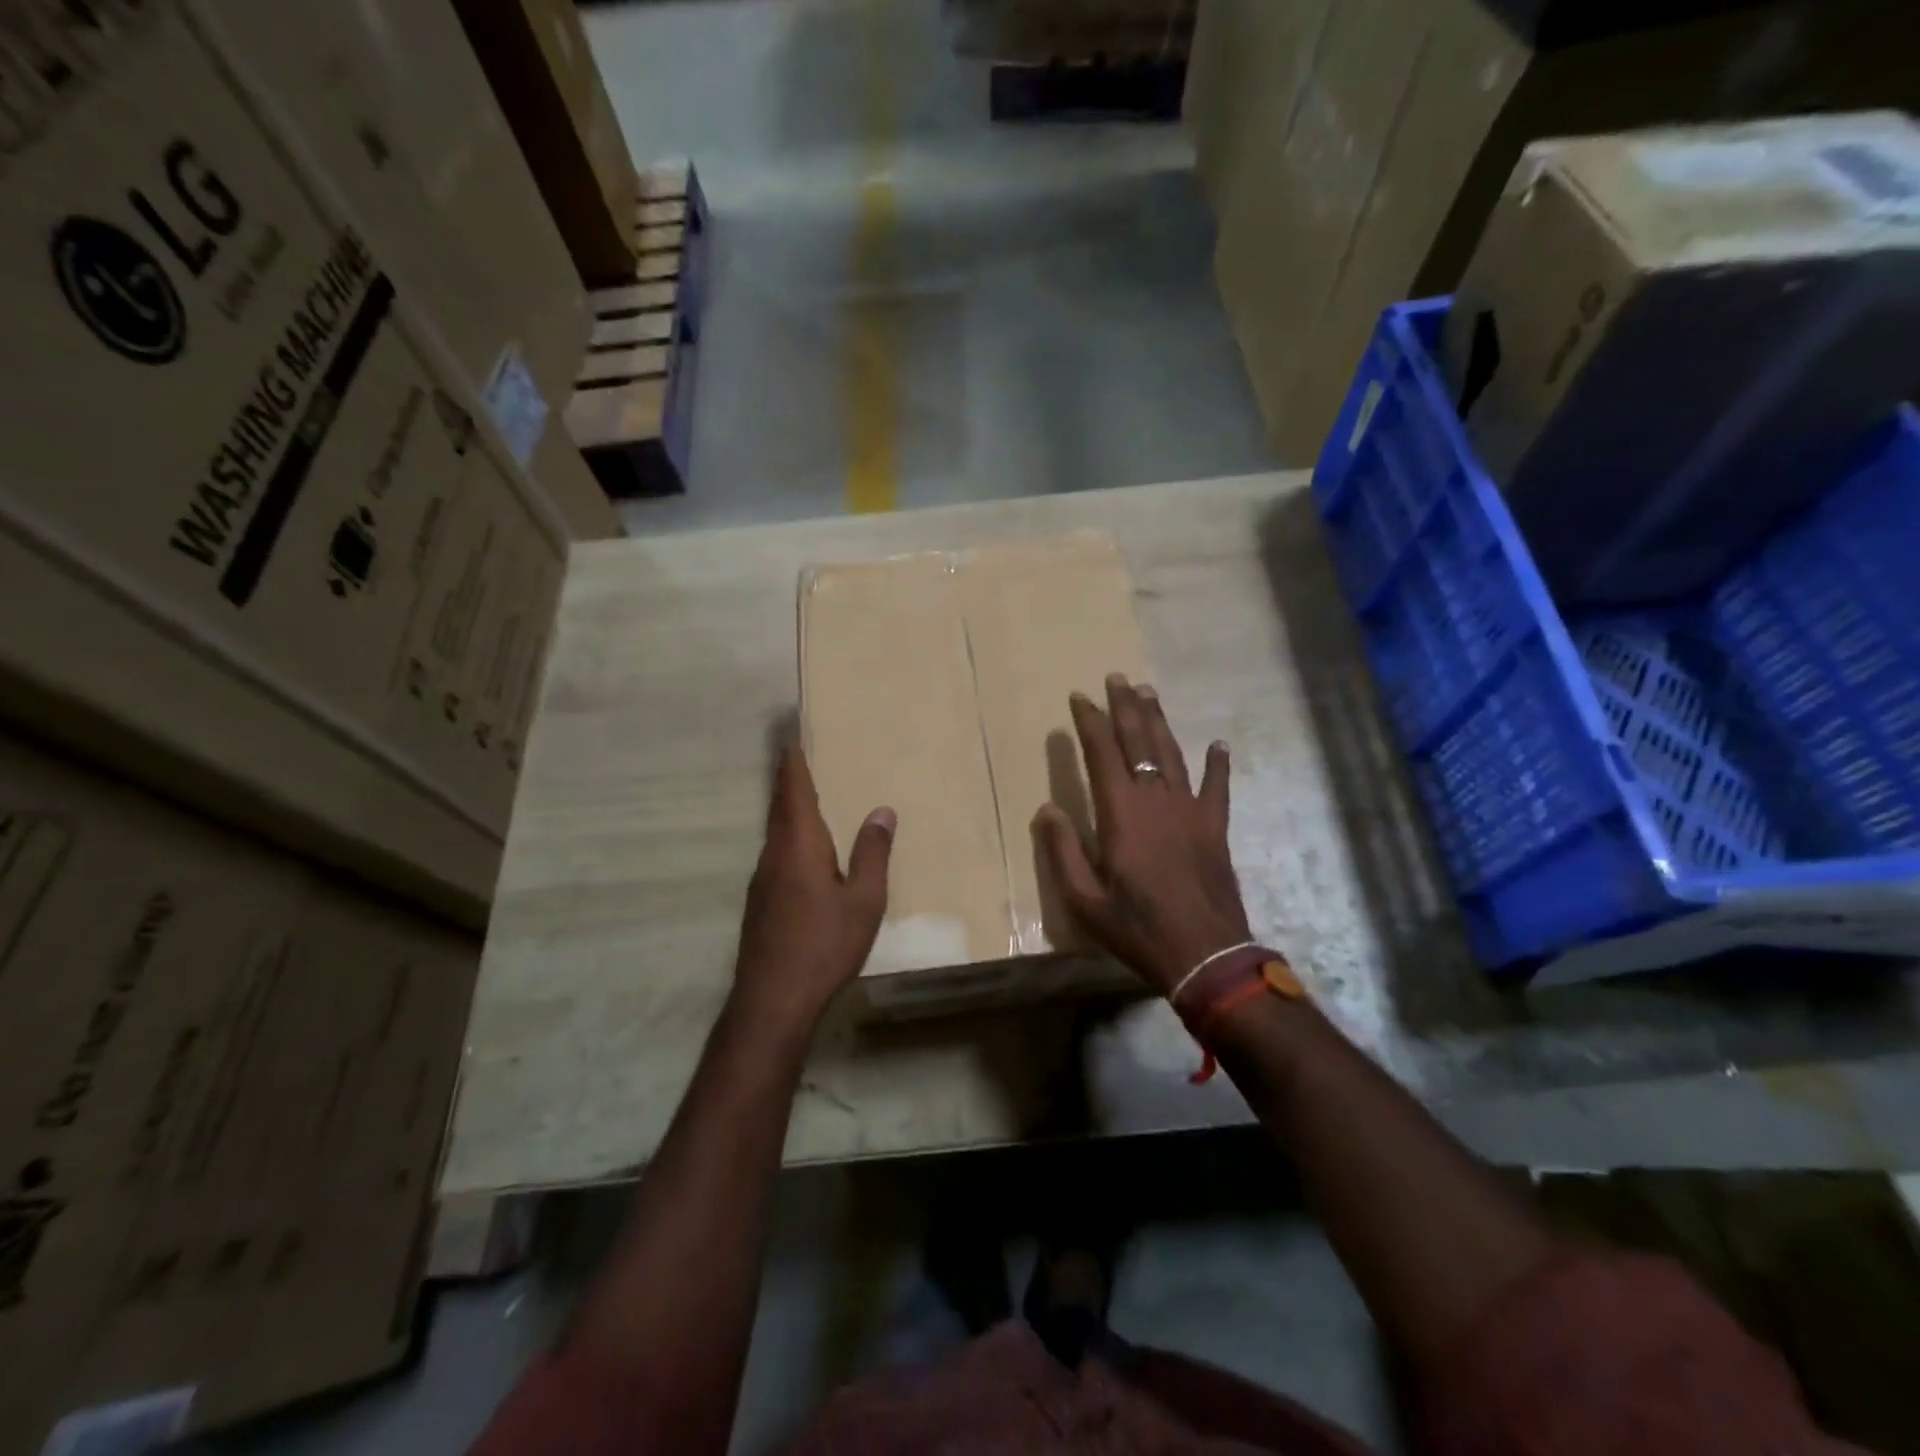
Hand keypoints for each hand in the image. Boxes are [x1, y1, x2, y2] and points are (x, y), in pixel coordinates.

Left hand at [731, 742, 894, 1038]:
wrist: (773, 1000)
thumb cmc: (824, 944)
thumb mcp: (864, 900)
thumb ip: (872, 854)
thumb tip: (882, 810)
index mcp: (799, 845)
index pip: (793, 790)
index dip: (793, 761)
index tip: (792, 735)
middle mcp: (774, 854)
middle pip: (780, 806)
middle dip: (790, 779)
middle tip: (803, 755)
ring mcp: (762, 879)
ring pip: (776, 831)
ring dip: (790, 809)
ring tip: (811, 796)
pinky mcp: (761, 901)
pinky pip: (777, 853)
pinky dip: (790, 837)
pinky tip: (807, 850)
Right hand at [1035, 675, 1250, 996]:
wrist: (1205, 953)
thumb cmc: (1136, 926)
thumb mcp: (1084, 898)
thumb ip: (1063, 850)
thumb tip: (1047, 808)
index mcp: (1121, 812)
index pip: (1102, 753)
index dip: (1090, 722)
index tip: (1080, 696)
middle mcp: (1156, 799)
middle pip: (1139, 741)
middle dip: (1126, 707)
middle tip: (1117, 678)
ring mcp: (1190, 810)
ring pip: (1172, 753)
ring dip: (1159, 721)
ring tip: (1149, 693)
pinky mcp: (1215, 827)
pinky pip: (1216, 786)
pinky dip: (1217, 764)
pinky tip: (1217, 744)